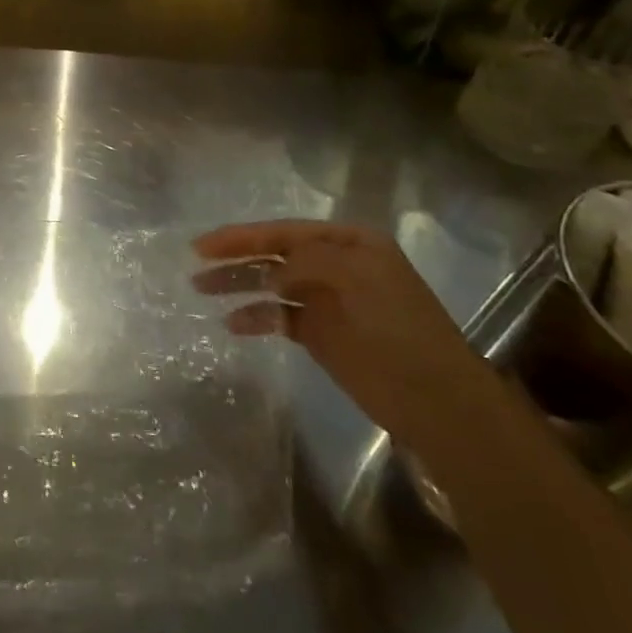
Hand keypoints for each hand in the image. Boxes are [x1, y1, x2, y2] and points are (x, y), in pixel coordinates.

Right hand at [192, 220, 487, 441]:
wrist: (435, 400)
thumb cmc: (398, 330)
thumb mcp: (357, 280)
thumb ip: (308, 262)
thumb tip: (271, 273)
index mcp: (350, 243)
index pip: (284, 231)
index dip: (242, 235)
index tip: (204, 245)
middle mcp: (335, 264)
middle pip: (273, 253)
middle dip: (235, 257)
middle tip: (196, 263)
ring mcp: (326, 299)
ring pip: (271, 284)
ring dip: (238, 285)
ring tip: (201, 288)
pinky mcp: (320, 333)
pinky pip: (279, 317)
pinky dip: (255, 317)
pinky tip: (232, 323)